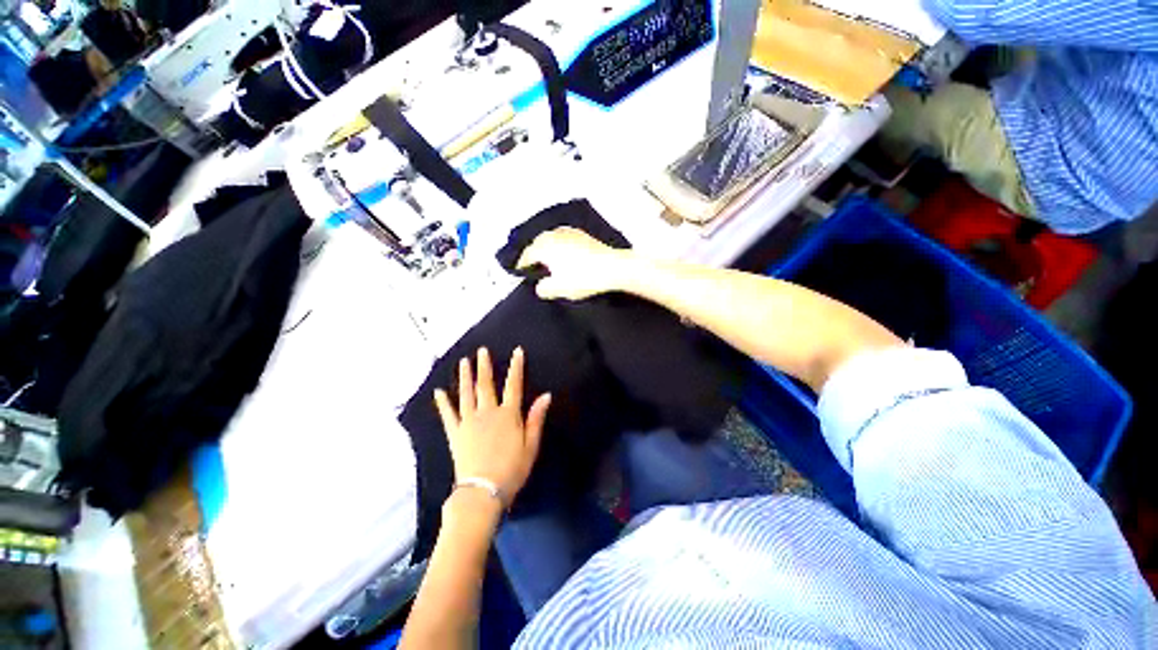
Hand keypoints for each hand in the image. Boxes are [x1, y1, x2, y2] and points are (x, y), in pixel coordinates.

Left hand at [434, 347, 551, 506]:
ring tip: (463, 362)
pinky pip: (448, 415)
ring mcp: (469, 421)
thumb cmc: (512, 469)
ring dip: (465, 377)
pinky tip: (438, 392)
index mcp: (508, 414)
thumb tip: (546, 395)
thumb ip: (536, 418)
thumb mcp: (531, 445)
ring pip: (466, 394)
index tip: (517, 351)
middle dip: (485, 366)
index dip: (516, 367)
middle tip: (481, 350)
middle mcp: (488, 412)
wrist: (483, 491)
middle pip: (486, 384)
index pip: (514, 385)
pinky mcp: (455, 433)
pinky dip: (443, 403)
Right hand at [516, 227, 630, 299]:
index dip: (521, 266)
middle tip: (532, 268)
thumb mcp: (558, 289)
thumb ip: (543, 288)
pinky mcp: (582, 234)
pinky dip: (559, 246)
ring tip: (547, 262)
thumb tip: (539, 286)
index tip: (519, 274)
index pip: (526, 255)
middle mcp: (553, 234)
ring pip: (550, 240)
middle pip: (537, 244)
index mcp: (544, 246)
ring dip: (546, 249)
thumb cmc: (582, 278)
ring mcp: (568, 231)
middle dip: (533, 255)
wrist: (613, 267)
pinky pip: (562, 239)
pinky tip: (563, 255)